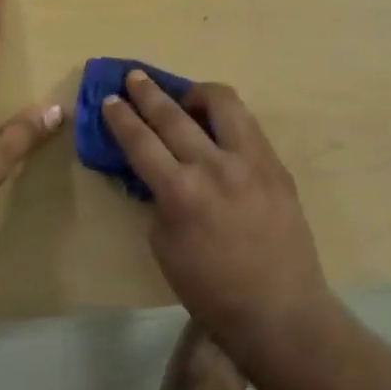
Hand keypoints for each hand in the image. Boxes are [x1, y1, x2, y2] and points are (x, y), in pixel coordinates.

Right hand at [100, 72, 332, 361]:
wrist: (280, 310)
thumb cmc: (211, 290)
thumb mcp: (164, 247)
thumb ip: (158, 200)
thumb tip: (158, 172)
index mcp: (181, 192)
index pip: (141, 141)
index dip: (121, 117)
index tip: (110, 99)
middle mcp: (215, 166)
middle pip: (174, 114)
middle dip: (148, 92)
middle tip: (134, 78)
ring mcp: (252, 161)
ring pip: (223, 102)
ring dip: (196, 93)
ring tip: (184, 98)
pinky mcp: (277, 164)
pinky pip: (247, 125)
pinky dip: (226, 118)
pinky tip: (216, 126)